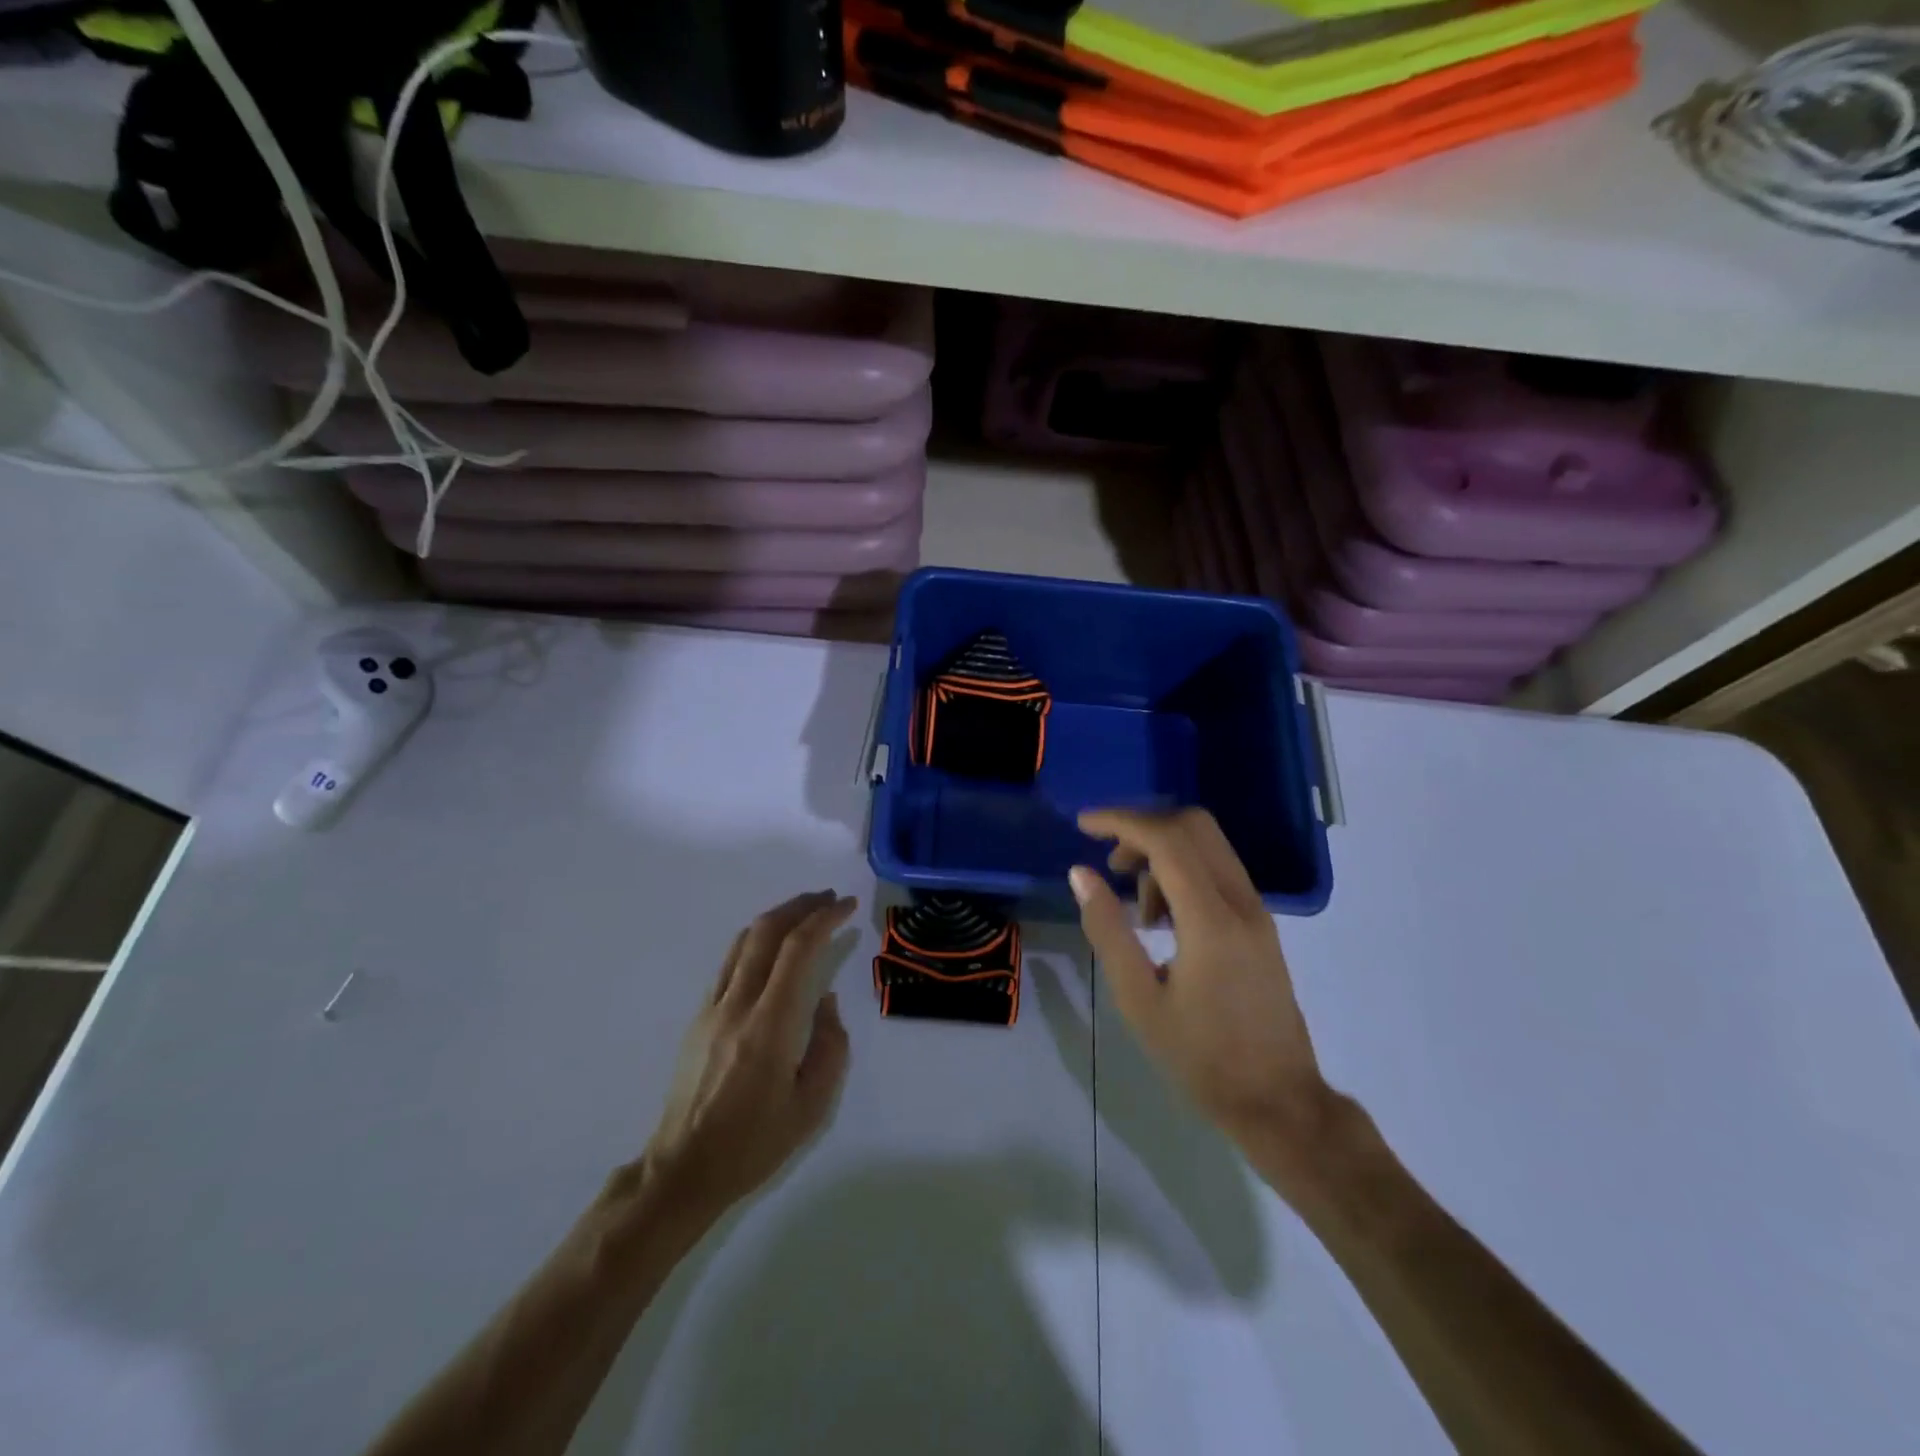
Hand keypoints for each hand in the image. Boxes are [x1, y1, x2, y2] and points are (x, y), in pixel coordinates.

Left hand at [644, 891, 856, 1222]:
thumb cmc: (754, 1143)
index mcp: (769, 1025)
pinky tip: (772, 949)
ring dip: (777, 917)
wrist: (683, 1169)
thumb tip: (823, 1002)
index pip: (797, 950)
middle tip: (829, 899)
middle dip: (801, 906)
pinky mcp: (699, 1016)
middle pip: (767, 931)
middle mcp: (737, 1004)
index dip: (824, 919)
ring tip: (804, 913)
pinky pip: (731, 962)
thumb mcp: (812, 1105)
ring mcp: (712, 1007)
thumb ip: (830, 1045)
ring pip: (744, 941)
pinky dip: (757, 940)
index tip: (846, 907)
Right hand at [1070, 809, 1327, 1149]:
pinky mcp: (1260, 923)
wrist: (1278, 1101)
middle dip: (1143, 829)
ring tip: (1138, 910)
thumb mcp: (1138, 999)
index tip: (1083, 825)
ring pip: (1207, 845)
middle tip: (1111, 865)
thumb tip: (1081, 873)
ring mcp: (1256, 910)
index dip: (1121, 821)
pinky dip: (1183, 872)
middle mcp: (1241, 901)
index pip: (1167, 839)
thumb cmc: (1201, 1057)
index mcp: (1211, 919)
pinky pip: (1218, 870)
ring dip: (1163, 853)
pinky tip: (1163, 919)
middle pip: (1193, 826)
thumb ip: (1108, 929)